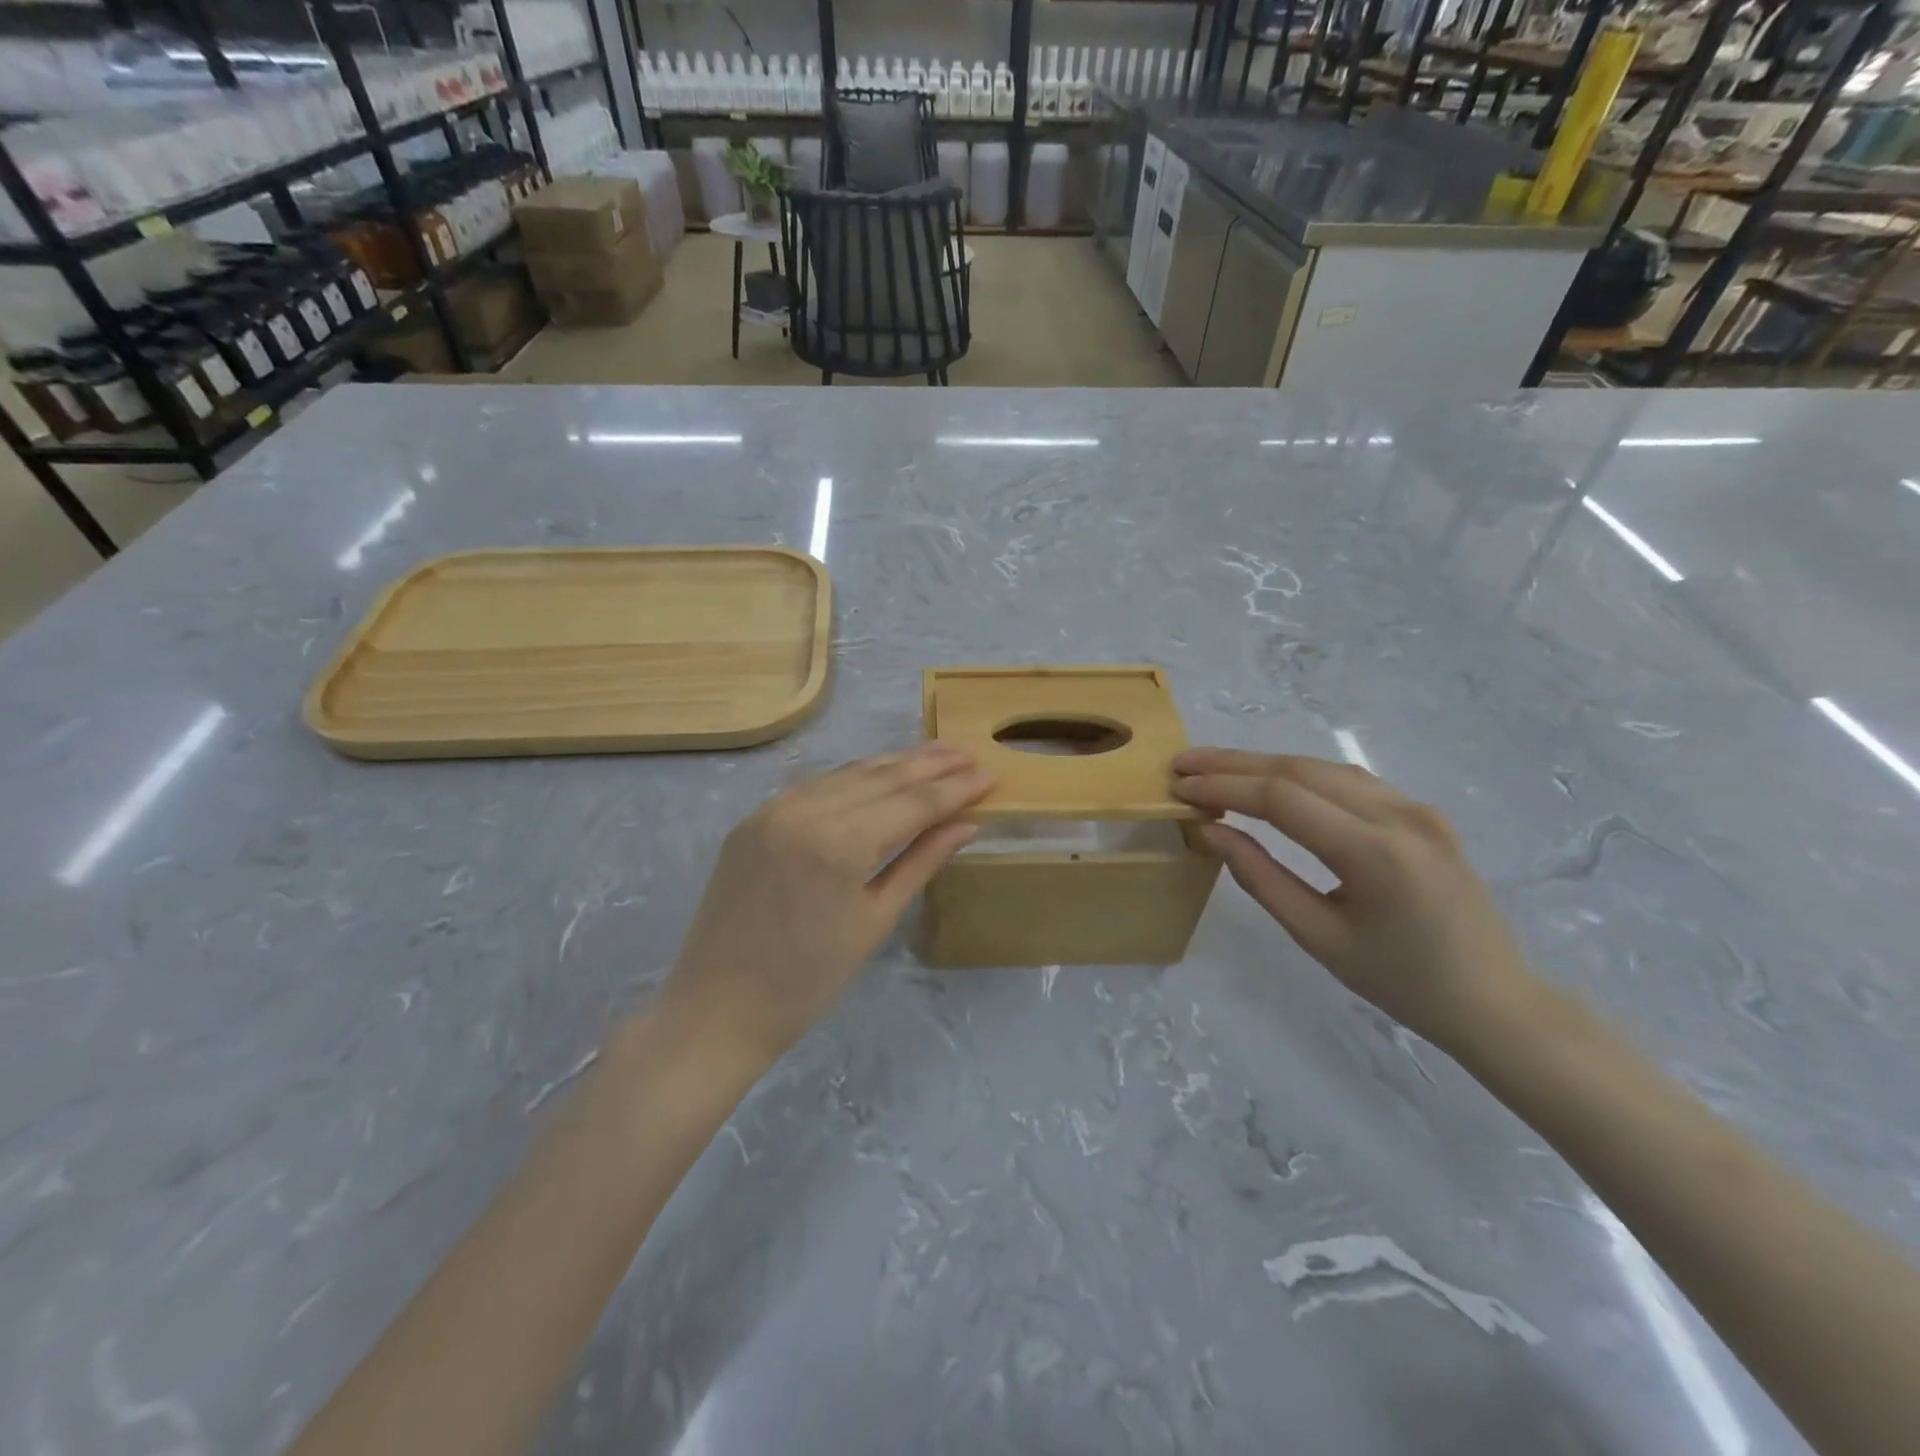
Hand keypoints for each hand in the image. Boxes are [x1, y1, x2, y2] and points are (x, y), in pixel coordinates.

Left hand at [659, 742, 994, 1070]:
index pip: (912, 802)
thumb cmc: (809, 980)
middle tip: (969, 752)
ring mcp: (773, 809)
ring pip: (847, 773)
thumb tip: (967, 823)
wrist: (719, 1008)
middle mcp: (805, 811)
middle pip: (882, 777)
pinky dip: (853, 779)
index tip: (989, 773)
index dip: (955, 788)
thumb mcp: (876, 920)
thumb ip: (922, 862)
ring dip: (894, 763)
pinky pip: (815, 787)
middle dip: (930, 764)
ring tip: (935, 753)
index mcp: (840, 843)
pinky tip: (879, 774)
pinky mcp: (753, 818)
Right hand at [1170, 748, 1536, 1053]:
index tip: (1179, 785)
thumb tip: (1211, 832)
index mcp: (1376, 853)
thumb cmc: (1402, 982)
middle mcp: (1400, 815)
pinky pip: (1349, 781)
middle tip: (1184, 764)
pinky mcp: (1422, 813)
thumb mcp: (1319, 937)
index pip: (1282, 799)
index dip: (1224, 787)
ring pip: (1323, 768)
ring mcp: (1416, 808)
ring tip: (1215, 769)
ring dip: (1264, 765)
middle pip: (1300, 769)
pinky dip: (1299, 776)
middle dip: (1234, 764)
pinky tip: (1270, 782)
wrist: (1495, 1001)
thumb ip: (1261, 878)